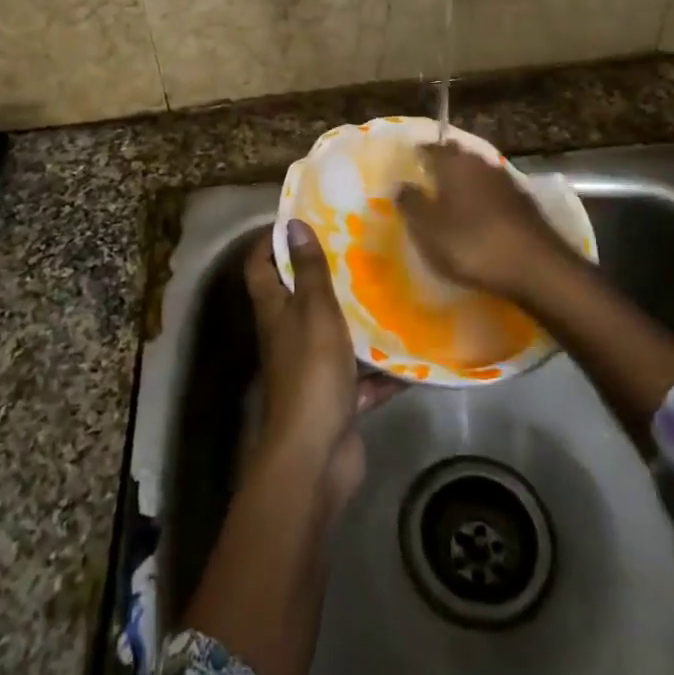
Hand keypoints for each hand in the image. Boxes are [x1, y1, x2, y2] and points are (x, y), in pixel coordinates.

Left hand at [245, 221, 401, 512]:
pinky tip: (413, 348)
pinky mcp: (338, 398)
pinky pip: (363, 376)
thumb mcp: (313, 311)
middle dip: (327, 274)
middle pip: (301, 297)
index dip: (272, 239)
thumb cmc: (310, 372)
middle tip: (362, 247)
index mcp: (275, 310)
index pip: (260, 264)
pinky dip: (384, 368)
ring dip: (359, 319)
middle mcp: (289, 335)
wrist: (315, 457)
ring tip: (393, 288)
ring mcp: (313, 369)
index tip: (304, 218)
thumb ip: (308, 270)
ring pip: (336, 334)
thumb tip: (292, 223)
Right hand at [396, 143, 579, 303]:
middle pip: (458, 156)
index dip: (419, 153)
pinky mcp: (525, 202)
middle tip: (429, 176)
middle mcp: (481, 164)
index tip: (410, 160)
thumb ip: (411, 204)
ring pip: (478, 172)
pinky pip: (495, 191)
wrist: (536, 266)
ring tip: (452, 196)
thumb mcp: (428, 229)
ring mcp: (507, 181)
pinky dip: (483, 197)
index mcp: (454, 164)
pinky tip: (480, 214)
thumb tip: (400, 184)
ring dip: (465, 179)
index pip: (432, 148)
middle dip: (444, 162)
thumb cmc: (472, 244)